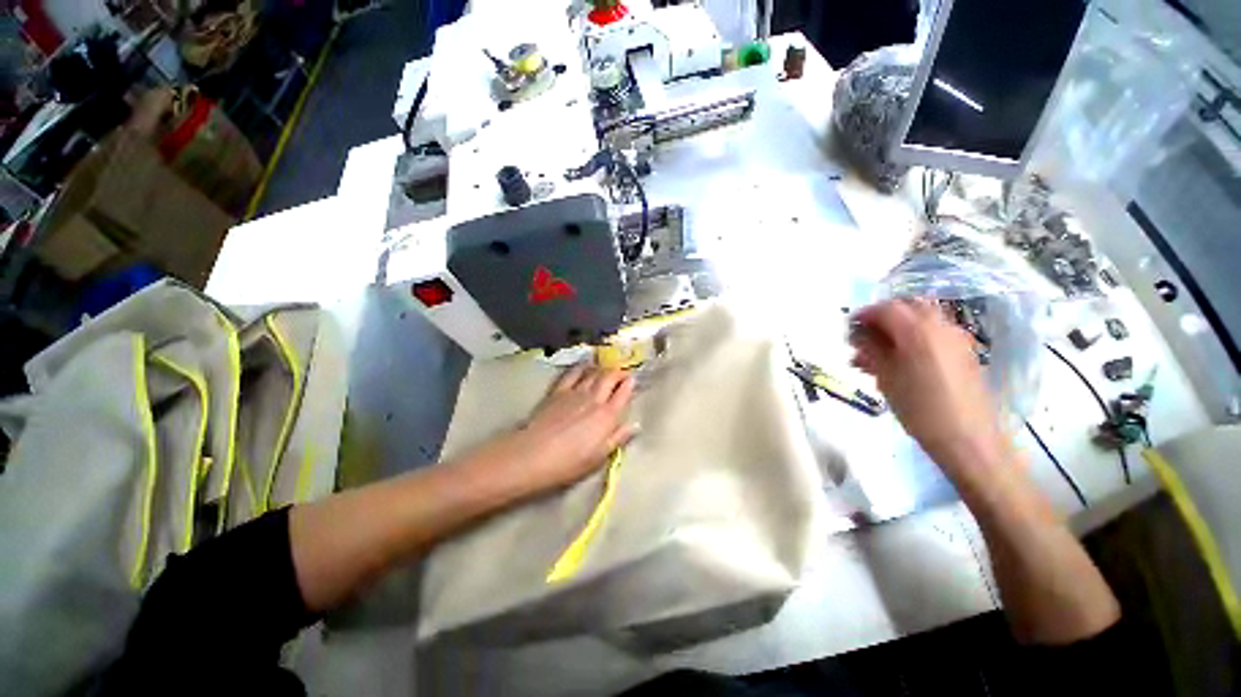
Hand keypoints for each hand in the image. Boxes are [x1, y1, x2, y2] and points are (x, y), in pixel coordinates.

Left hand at [465, 365, 635, 497]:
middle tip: (622, 373)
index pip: (623, 393)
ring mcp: (576, 392)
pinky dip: (581, 366)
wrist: (535, 454)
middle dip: (618, 372)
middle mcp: (595, 399)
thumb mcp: (599, 456)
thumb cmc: (570, 462)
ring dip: (602, 368)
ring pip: (594, 372)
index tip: (633, 380)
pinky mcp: (559, 391)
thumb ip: (618, 438)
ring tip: (606, 368)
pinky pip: (573, 373)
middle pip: (610, 377)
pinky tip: (585, 364)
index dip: (630, 384)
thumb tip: (634, 425)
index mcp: (607, 416)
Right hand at [851, 298, 1008, 477]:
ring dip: (897, 328)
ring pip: (921, 320)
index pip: (886, 308)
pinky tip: (900, 362)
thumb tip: (858, 334)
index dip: (864, 315)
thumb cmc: (919, 408)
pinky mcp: (964, 352)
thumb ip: (871, 349)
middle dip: (882, 318)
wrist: (968, 438)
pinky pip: (934, 334)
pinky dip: (913, 338)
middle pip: (907, 307)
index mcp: (918, 330)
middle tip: (864, 337)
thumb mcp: (885, 377)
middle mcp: (941, 326)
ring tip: (877, 353)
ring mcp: (956, 338)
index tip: (848, 329)